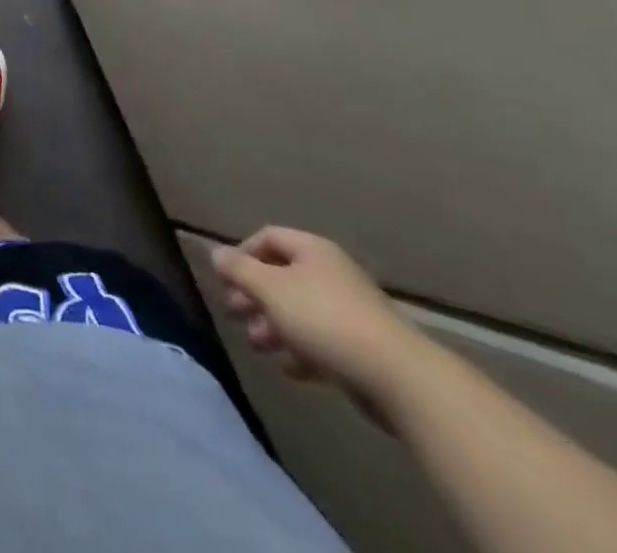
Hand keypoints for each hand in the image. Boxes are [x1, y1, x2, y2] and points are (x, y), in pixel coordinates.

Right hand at [211, 227, 435, 413]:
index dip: (242, 253)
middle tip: (235, 314)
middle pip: (282, 276)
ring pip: (299, 311)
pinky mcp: (363, 348)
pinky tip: (290, 369)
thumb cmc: (325, 320)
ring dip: (273, 325)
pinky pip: (322, 341)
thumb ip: (239, 269)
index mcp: (312, 250)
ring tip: (258, 345)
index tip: (227, 278)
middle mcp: (331, 273)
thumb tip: (216, 253)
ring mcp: (350, 311)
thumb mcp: (271, 289)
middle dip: (254, 295)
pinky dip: (302, 350)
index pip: (268, 237)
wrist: (400, 379)